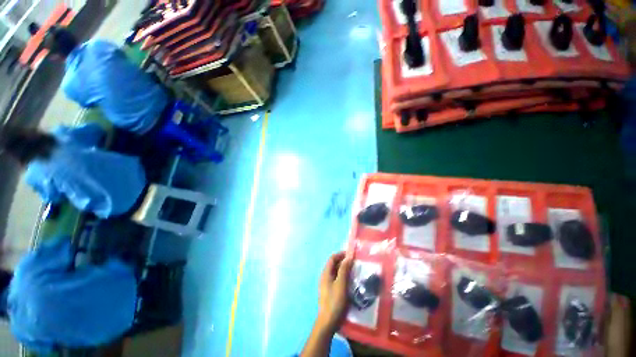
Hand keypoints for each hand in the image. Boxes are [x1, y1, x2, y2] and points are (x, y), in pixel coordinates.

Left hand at [316, 251, 353, 333]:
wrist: (328, 321)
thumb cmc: (335, 301)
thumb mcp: (341, 284)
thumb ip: (344, 269)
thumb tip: (348, 258)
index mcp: (326, 273)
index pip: (332, 258)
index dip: (341, 254)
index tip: (351, 254)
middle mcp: (325, 276)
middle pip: (333, 264)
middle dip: (343, 261)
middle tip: (354, 262)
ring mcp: (326, 284)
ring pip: (335, 272)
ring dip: (343, 269)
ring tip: (353, 270)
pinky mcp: (330, 291)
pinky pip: (336, 279)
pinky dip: (342, 276)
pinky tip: (350, 281)